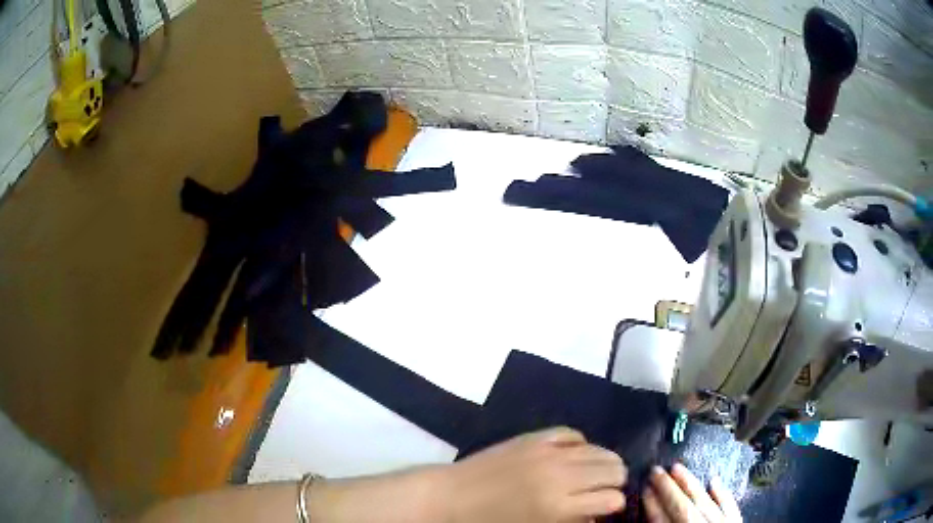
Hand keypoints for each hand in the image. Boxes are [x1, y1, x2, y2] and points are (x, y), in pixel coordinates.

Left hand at [443, 427, 627, 522]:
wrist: (451, 497)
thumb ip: (572, 520)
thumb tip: (597, 514)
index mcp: (559, 506)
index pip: (612, 499)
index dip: (615, 504)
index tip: (609, 508)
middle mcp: (560, 475)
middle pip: (614, 470)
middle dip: (615, 482)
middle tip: (604, 490)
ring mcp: (548, 452)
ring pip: (600, 450)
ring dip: (604, 463)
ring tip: (596, 473)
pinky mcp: (534, 437)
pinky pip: (573, 434)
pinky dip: (580, 445)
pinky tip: (574, 456)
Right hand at [643, 464, 740, 522]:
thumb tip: (649, 512)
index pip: (662, 520)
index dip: (652, 504)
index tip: (643, 488)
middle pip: (682, 506)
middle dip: (667, 488)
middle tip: (655, 469)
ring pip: (704, 501)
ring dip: (690, 484)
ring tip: (677, 467)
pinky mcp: (736, 521)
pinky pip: (730, 505)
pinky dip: (722, 493)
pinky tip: (714, 480)